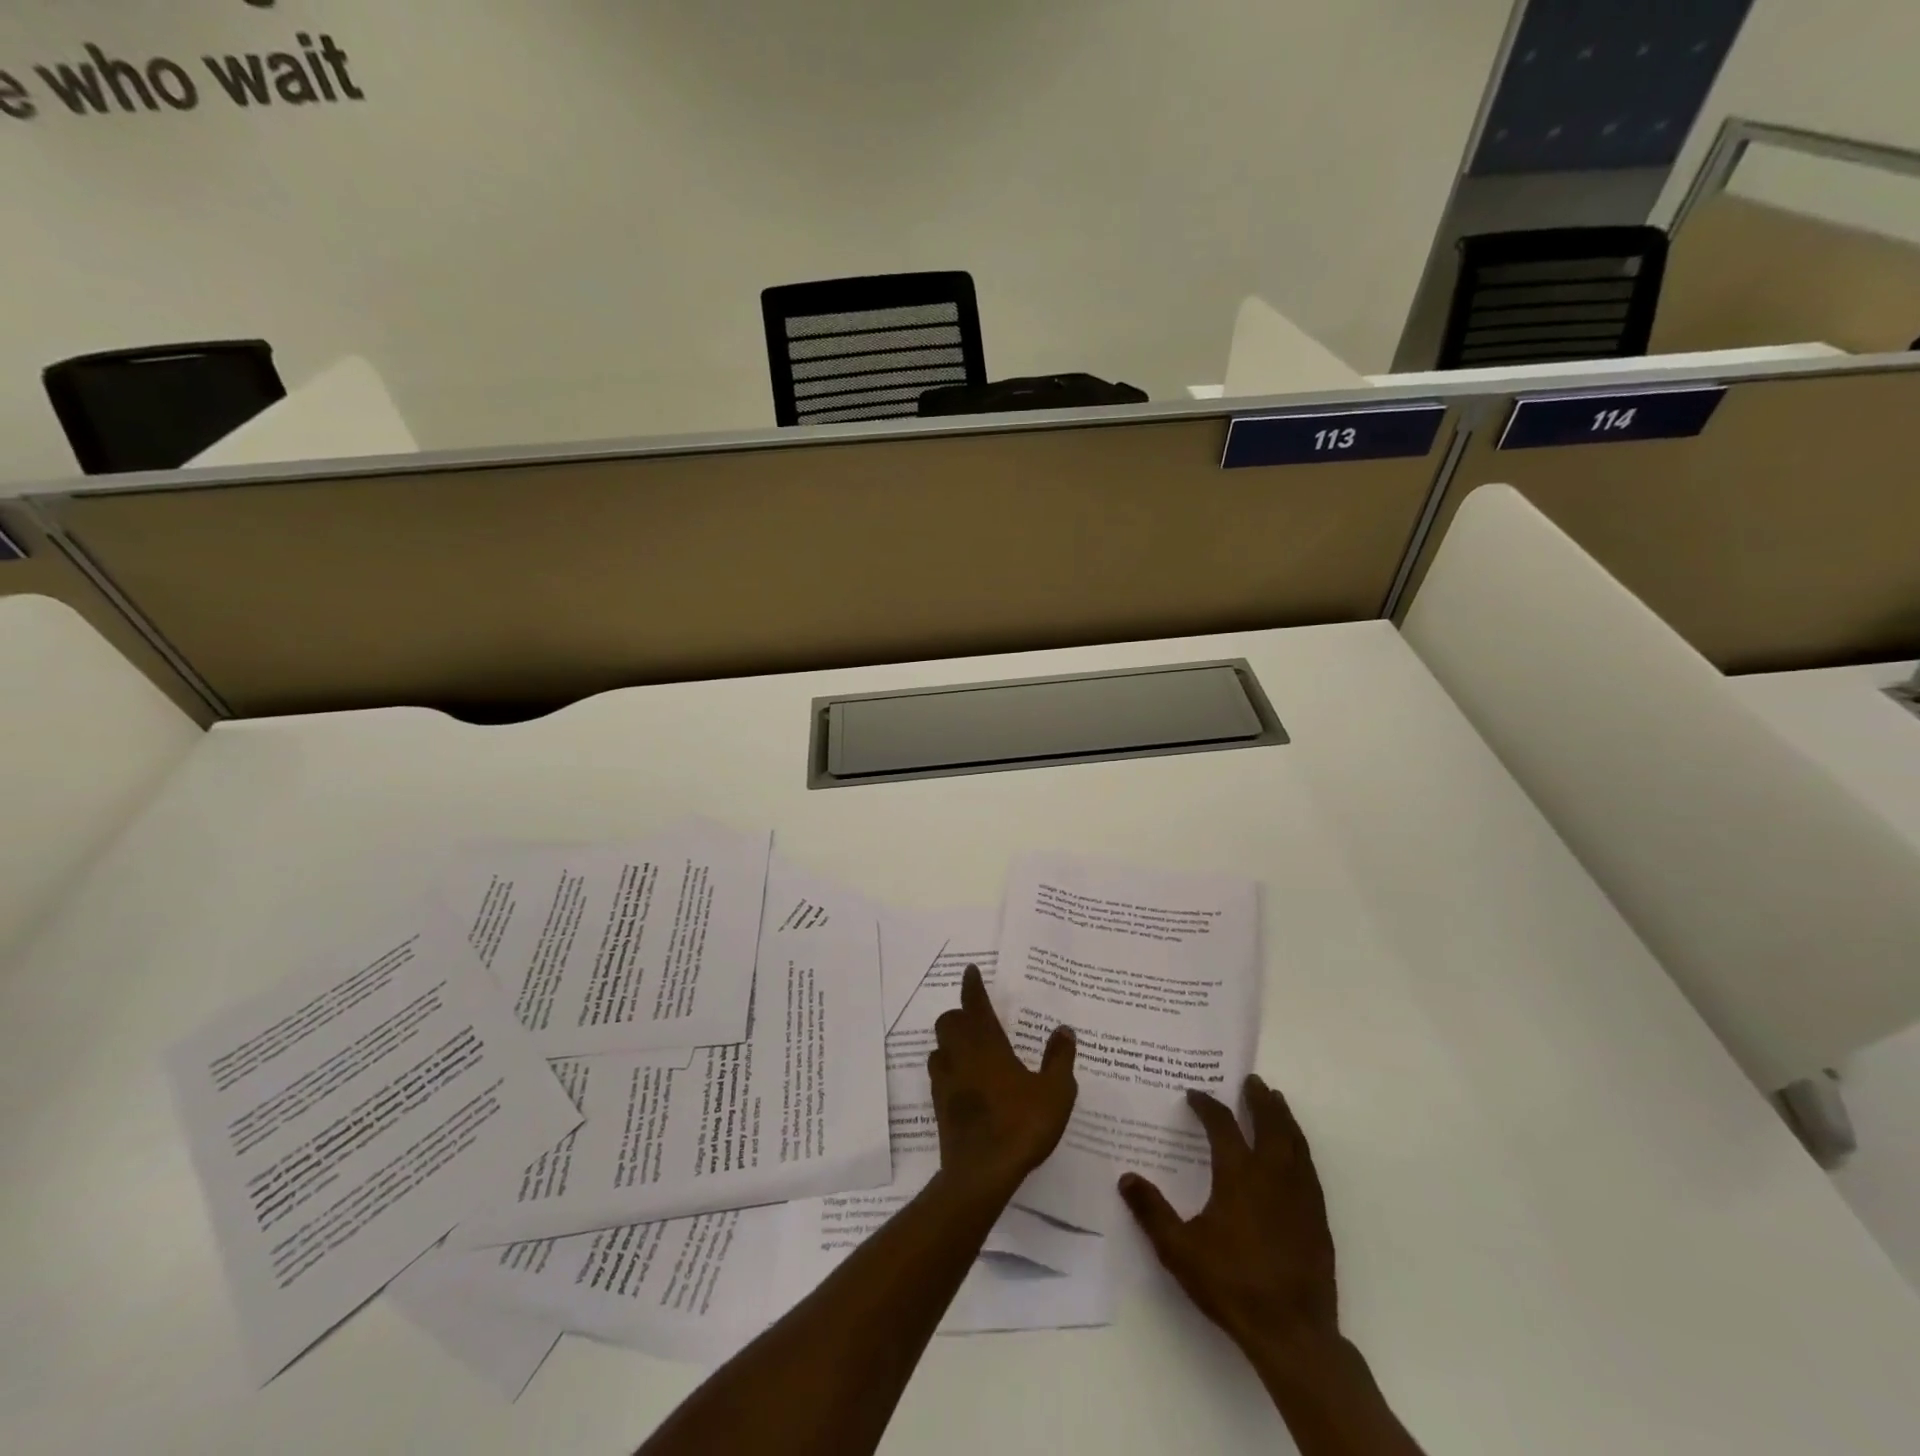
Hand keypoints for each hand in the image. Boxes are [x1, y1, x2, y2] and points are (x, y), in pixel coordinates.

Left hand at [929, 965, 1077, 1196]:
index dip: (972, 986)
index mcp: (986, 1044)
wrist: (981, 1173)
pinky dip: (948, 1068)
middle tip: (977, 1019)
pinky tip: (964, 1081)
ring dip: (950, 1042)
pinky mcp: (939, 1106)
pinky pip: (938, 1074)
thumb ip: (1060, 1059)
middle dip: (959, 1015)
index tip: (970, 970)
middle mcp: (961, 1055)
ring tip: (969, 1048)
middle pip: (949, 1022)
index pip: (974, 1004)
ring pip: (939, 1047)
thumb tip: (1064, 1029)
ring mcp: (946, 1081)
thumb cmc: (1021, 1125)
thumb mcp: (1055, 1092)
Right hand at [1119, 1074, 1336, 1362]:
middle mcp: (1271, 1175)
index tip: (1195, 1094)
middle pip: (1269, 1123)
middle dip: (1259, 1100)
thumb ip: (1152, 1211)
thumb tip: (1126, 1178)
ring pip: (1294, 1142)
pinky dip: (1299, 1147)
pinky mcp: (1317, 1218)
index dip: (1207, 1106)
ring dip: (1284, 1117)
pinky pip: (1309, 1167)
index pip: (1222, 1126)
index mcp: (1238, 1175)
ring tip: (1277, 1101)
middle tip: (1252, 1081)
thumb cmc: (1232, 1284)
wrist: (1293, 1332)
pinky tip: (1295, 1152)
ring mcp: (1299, 1195)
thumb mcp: (1179, 1249)